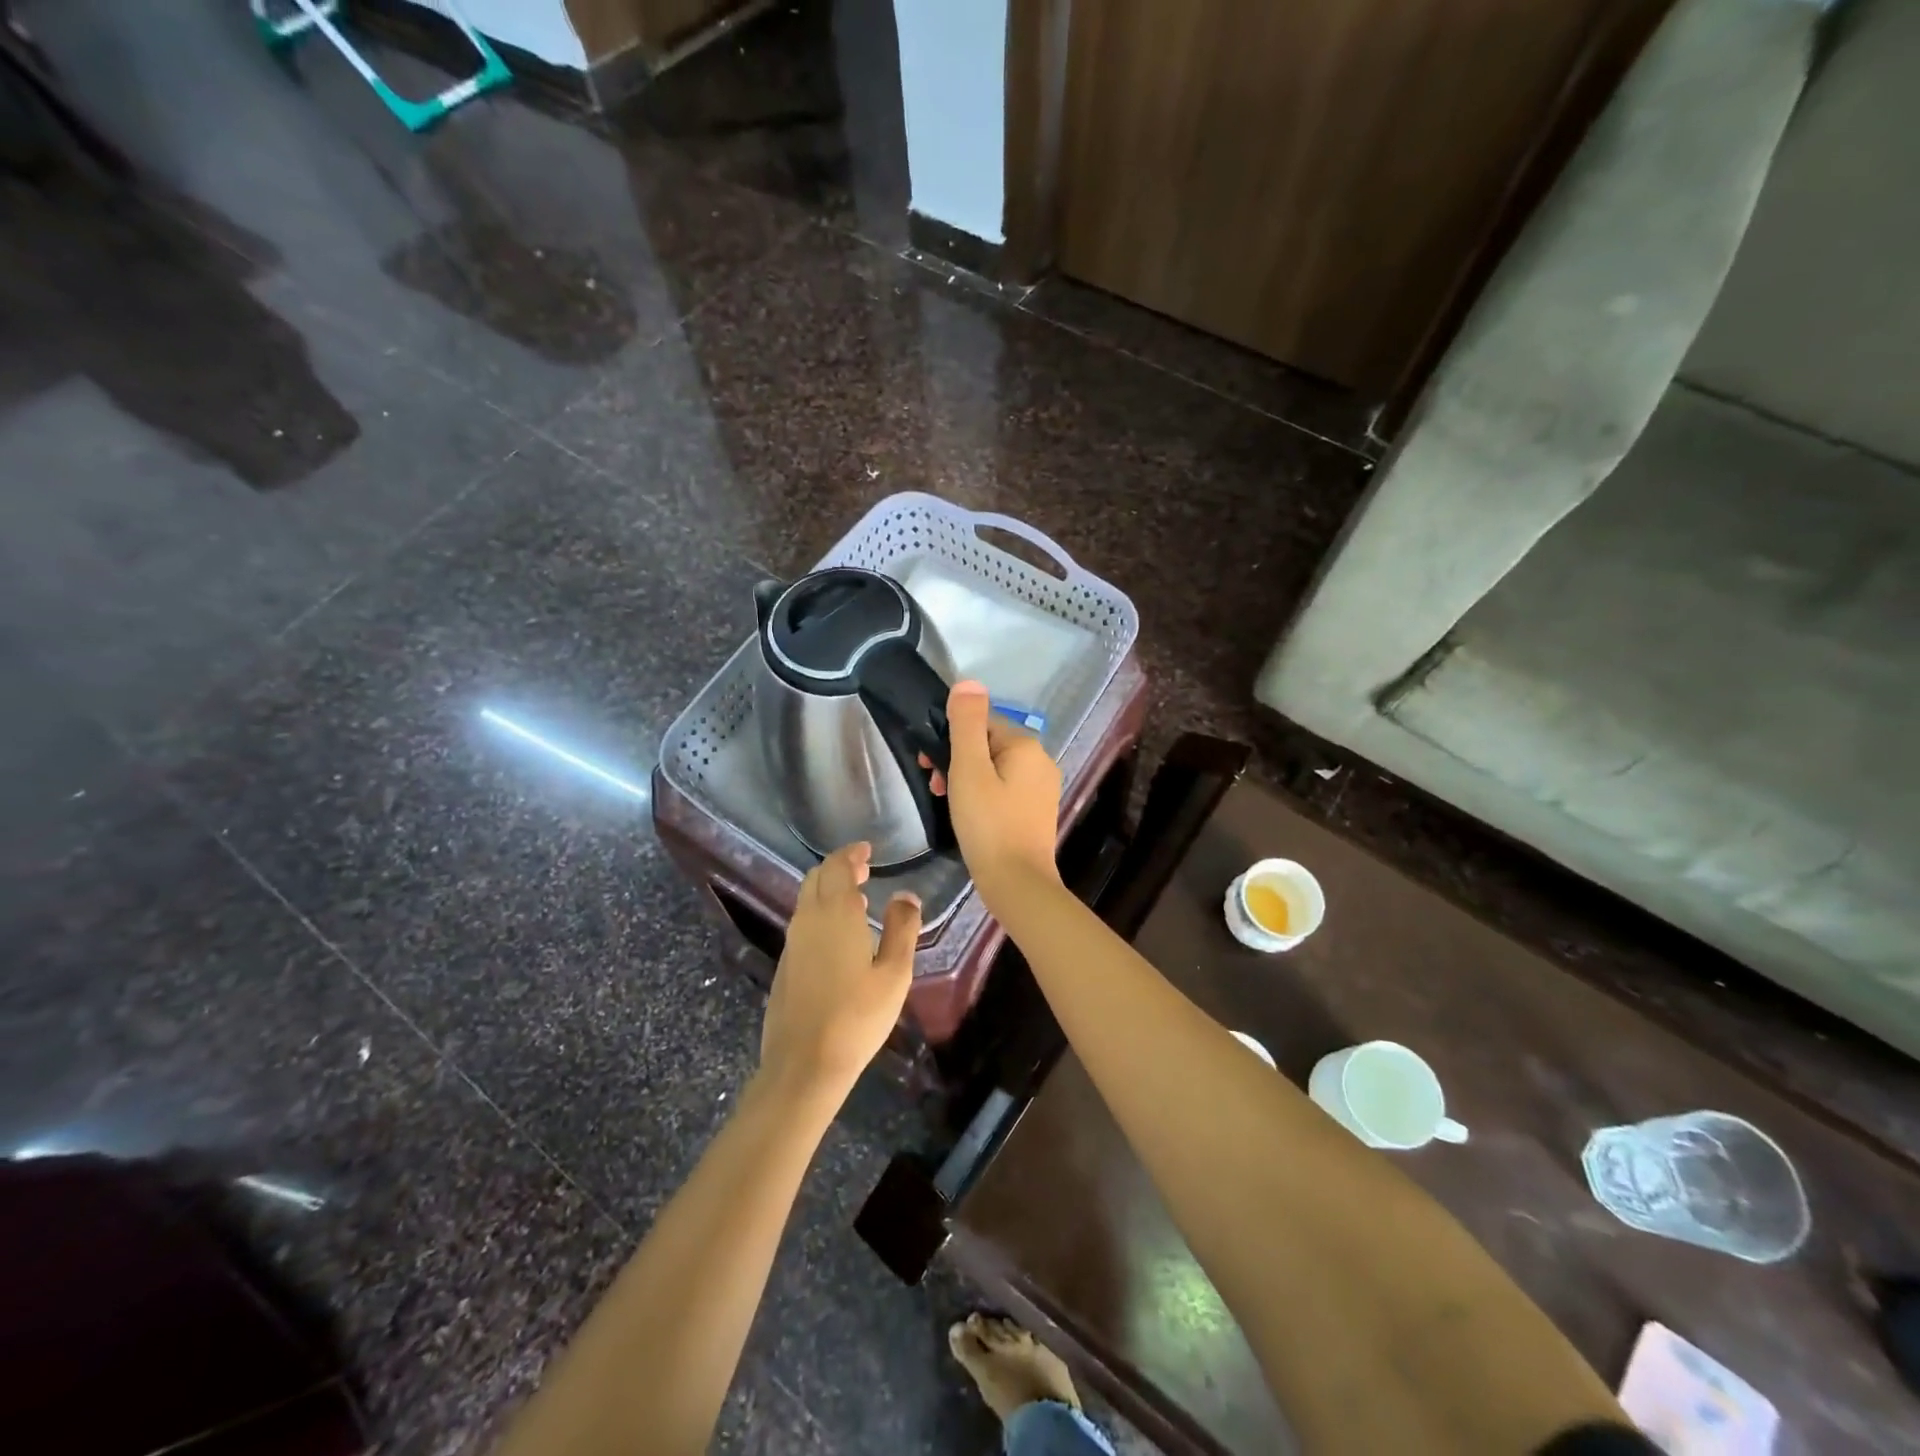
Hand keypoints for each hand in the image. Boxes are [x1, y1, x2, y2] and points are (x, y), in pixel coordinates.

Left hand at [761, 842, 919, 1095]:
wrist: (804, 1063)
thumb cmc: (857, 1015)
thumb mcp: (894, 973)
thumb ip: (902, 929)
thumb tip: (906, 896)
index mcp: (835, 913)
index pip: (837, 866)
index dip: (851, 853)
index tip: (868, 850)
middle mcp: (808, 919)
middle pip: (817, 878)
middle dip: (839, 868)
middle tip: (865, 871)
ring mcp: (792, 943)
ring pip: (807, 900)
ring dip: (829, 891)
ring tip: (858, 901)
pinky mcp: (785, 965)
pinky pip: (803, 923)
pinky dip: (820, 913)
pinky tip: (840, 937)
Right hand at [923, 680, 1062, 897]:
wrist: (1017, 883)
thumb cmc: (988, 823)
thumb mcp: (969, 769)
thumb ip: (967, 724)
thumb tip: (968, 683)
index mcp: (1027, 746)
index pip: (982, 722)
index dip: (951, 737)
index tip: (928, 762)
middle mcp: (1041, 761)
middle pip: (989, 745)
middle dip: (957, 758)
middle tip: (934, 784)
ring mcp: (1042, 789)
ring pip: (996, 768)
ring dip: (967, 777)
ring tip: (946, 801)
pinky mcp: (1036, 812)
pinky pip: (1005, 790)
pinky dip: (983, 794)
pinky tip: (968, 814)